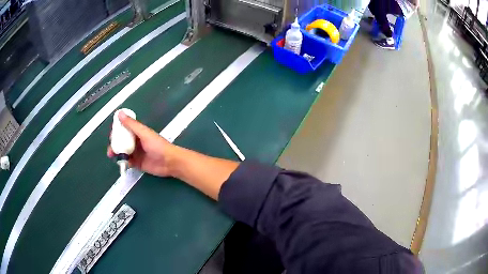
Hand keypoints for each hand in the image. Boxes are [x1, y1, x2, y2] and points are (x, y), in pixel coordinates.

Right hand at [107, 111, 175, 176]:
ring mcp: (136, 153)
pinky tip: (119, 161)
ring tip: (111, 154)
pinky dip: (122, 161)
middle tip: (111, 146)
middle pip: (122, 141)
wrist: (169, 162)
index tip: (111, 133)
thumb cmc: (158, 145)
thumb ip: (131, 124)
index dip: (117, 130)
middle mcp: (136, 142)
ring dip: (116, 152)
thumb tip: (120, 113)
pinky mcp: (137, 163)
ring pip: (123, 151)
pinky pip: (127, 161)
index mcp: (138, 132)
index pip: (124, 129)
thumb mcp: (143, 133)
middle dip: (115, 143)